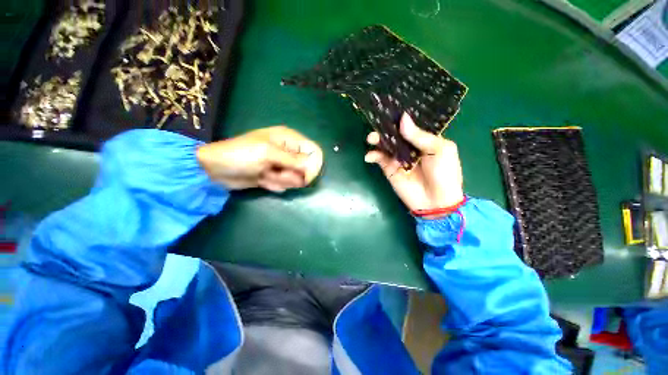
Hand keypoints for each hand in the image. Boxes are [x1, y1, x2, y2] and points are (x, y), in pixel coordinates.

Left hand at [197, 126, 323, 192]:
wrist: (216, 169)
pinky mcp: (276, 176)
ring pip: (296, 178)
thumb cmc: (242, 155)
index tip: (305, 176)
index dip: (313, 165)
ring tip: (265, 174)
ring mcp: (282, 165)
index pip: (314, 151)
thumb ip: (294, 160)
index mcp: (289, 139)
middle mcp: (289, 151)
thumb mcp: (268, 153)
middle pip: (306, 168)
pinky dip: (274, 184)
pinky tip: (262, 179)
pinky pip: (285, 184)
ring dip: (281, 180)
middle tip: (275, 171)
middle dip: (291, 174)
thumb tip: (313, 167)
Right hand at [364, 113, 463, 213]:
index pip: (410, 126)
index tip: (390, 108)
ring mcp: (398, 158)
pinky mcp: (389, 169)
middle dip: (385, 128)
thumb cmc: (444, 174)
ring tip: (371, 139)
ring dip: (377, 140)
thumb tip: (403, 118)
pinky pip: (379, 159)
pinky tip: (370, 156)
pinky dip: (373, 156)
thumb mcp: (440, 150)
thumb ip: (420, 136)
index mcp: (424, 140)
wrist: (437, 202)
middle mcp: (409, 147)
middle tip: (377, 124)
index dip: (401, 118)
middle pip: (395, 134)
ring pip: (385, 145)